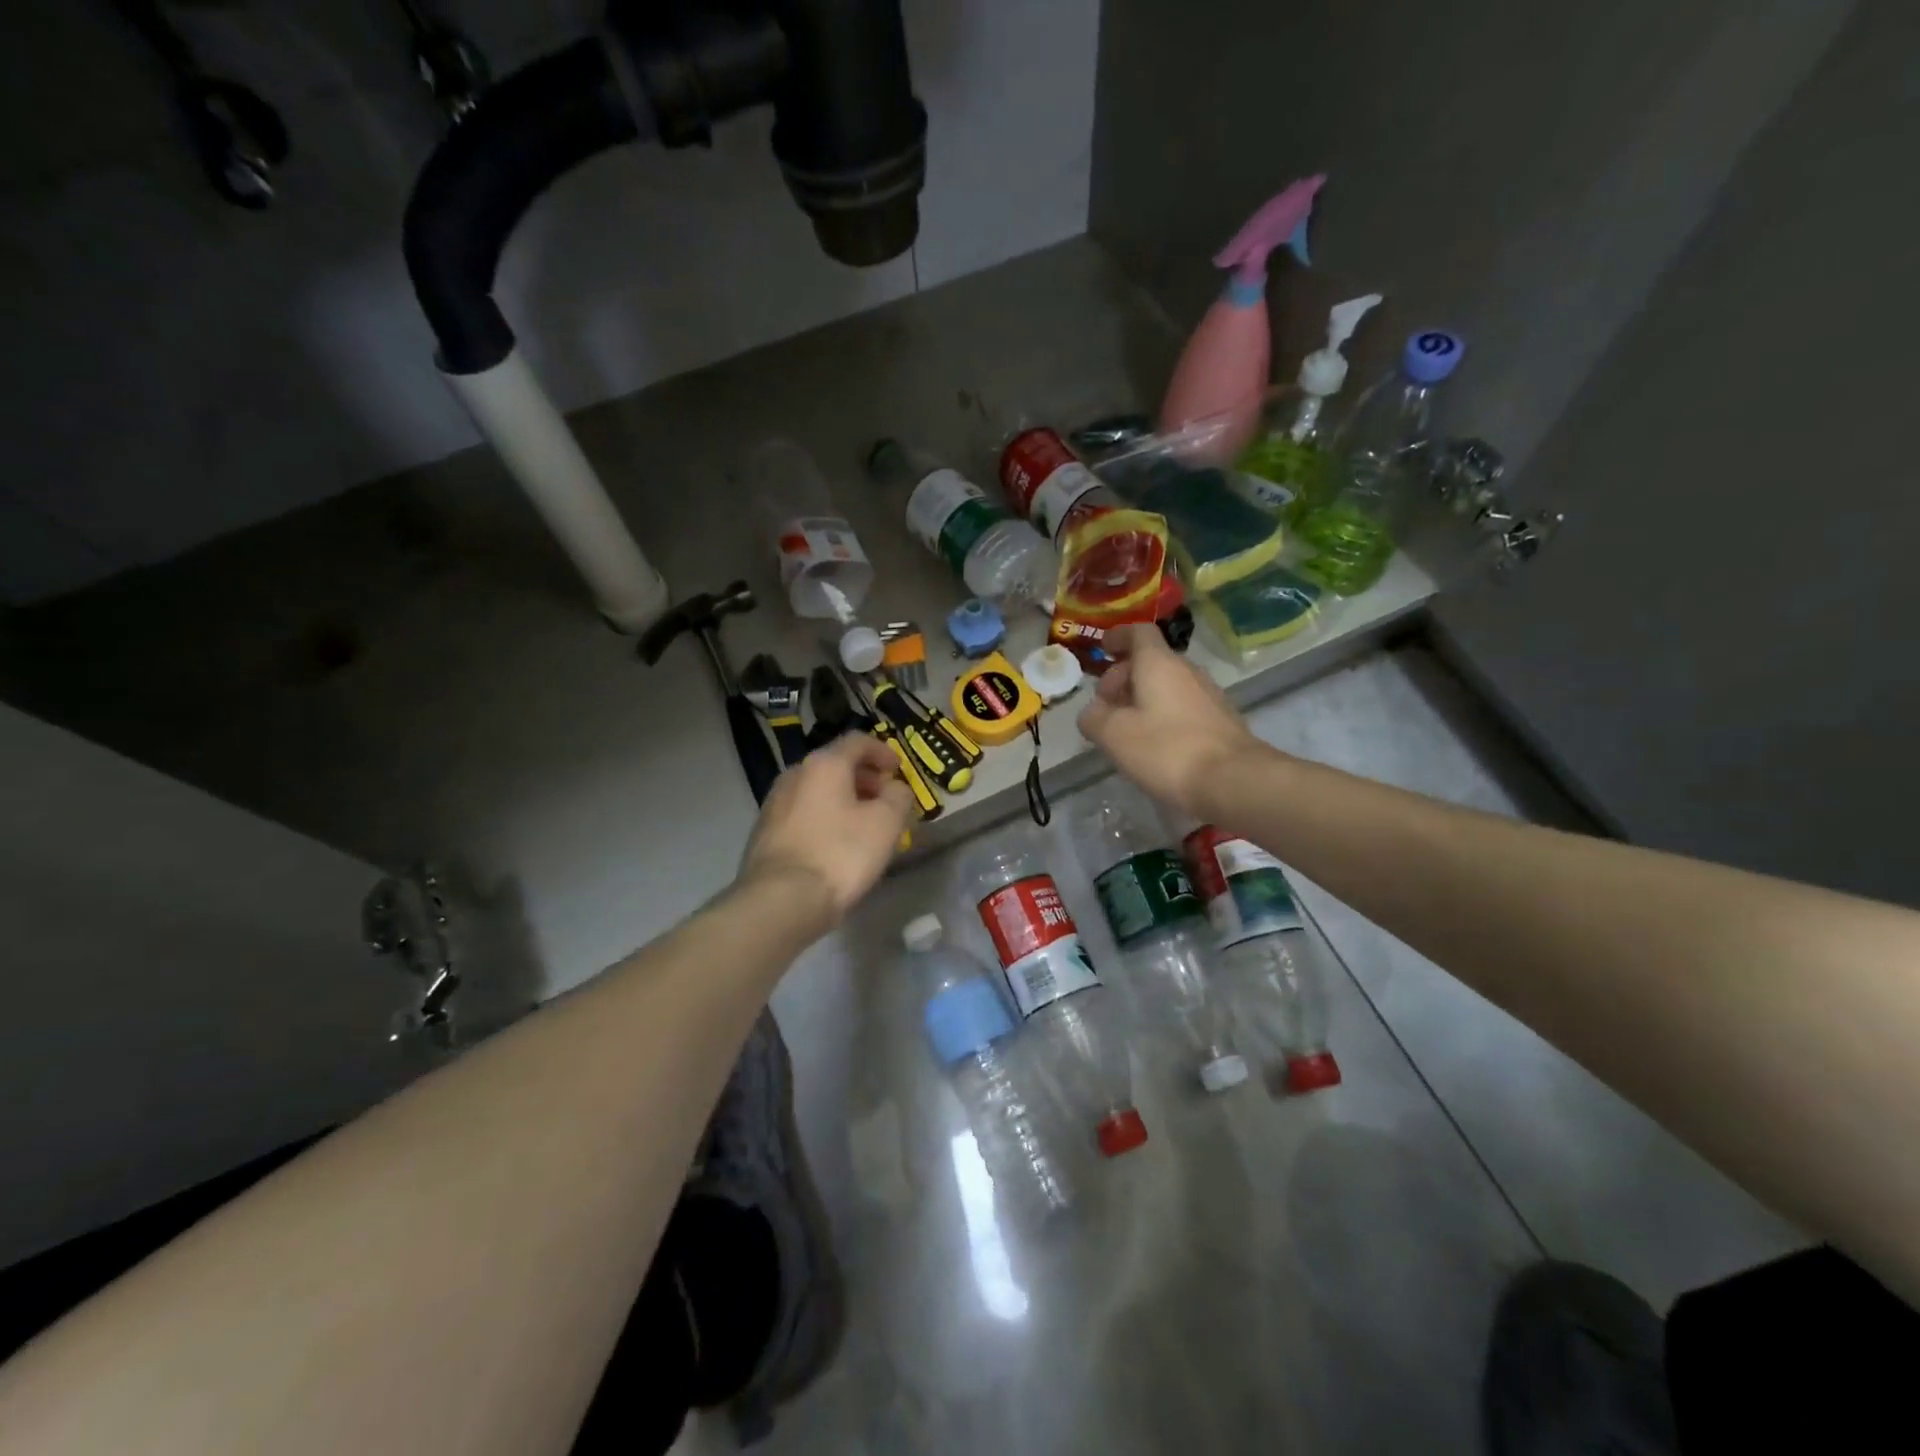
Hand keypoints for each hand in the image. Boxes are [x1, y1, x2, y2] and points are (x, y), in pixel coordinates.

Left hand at [738, 733, 914, 925]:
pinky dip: (824, 818)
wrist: (781, 900)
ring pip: (816, 790)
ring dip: (843, 799)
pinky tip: (835, 844)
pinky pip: (802, 813)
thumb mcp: (886, 823)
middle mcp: (795, 774)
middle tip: (884, 799)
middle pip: (834, 765)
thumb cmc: (841, 854)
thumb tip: (894, 788)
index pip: (857, 741)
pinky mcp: (764, 832)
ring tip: (862, 825)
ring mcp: (774, 803)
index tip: (898, 770)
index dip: (883, 751)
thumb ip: (898, 796)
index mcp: (824, 764)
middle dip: (863, 778)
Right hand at [1077, 623, 1264, 815]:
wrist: (1232, 781)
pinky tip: (1154, 744)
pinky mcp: (1220, 720)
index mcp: (1159, 664)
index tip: (1103, 649)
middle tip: (1105, 705)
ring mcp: (1208, 695)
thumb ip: (1094, 718)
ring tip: (1125, 729)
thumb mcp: (1114, 735)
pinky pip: (1182, 706)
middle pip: (1151, 661)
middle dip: (1123, 677)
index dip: (1117, 637)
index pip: (1138, 632)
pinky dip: (1162, 714)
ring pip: (1167, 685)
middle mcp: (1187, 670)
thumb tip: (1092, 712)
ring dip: (1142, 698)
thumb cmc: (1166, 750)